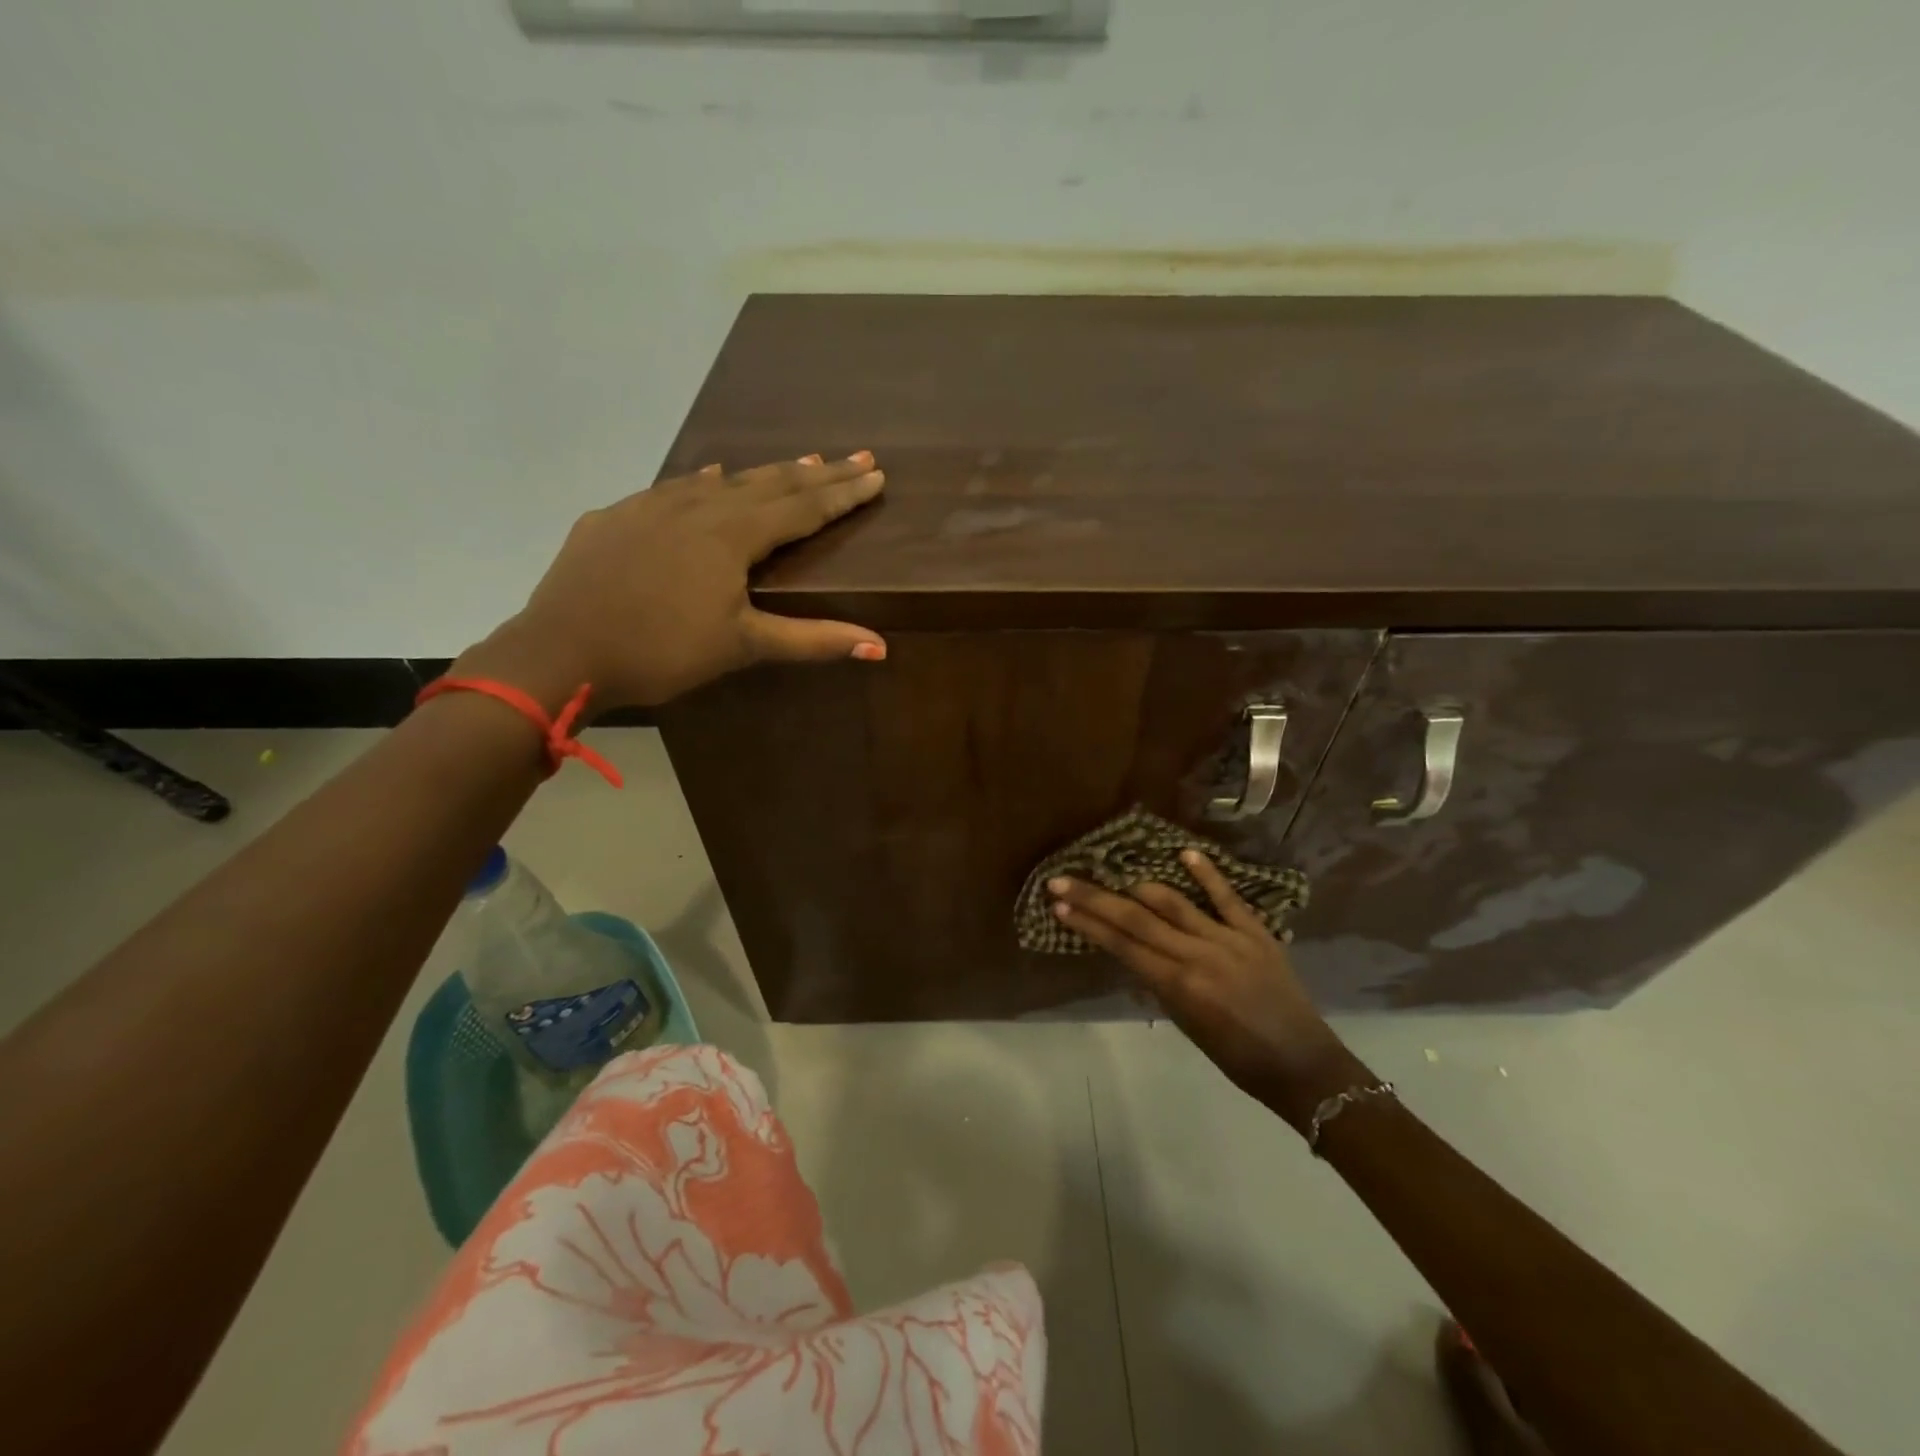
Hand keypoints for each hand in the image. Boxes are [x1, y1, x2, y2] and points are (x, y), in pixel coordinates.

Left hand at [457, 453, 887, 710]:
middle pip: (769, 484)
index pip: (803, 507)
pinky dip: (703, 482)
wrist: (560, 650)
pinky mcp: (616, 517)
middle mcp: (698, 507)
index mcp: (732, 535)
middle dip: (818, 472)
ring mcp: (652, 506)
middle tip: (856, 456)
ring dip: (766, 473)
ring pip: (723, 481)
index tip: (877, 475)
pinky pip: (673, 489)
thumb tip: (881, 647)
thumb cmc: (662, 651)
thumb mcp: (743, 647)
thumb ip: (813, 640)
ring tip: (801, 461)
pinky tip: (707, 476)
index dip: (843, 494)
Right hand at [1048, 851, 1364, 1130]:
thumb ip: (1160, 986)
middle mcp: (1197, 955)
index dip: (1087, 924)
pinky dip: (1206, 874)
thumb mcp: (1187, 1026)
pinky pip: (1227, 898)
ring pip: (1173, 902)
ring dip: (1137, 886)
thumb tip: (1134, 954)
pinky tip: (1185, 853)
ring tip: (1111, 874)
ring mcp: (1228, 939)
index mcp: (1178, 985)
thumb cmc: (1238, 1059)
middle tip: (1063, 882)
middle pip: (1136, 918)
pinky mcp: (1256, 932)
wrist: (1303, 1066)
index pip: (1121, 945)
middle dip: (1095, 899)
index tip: (1059, 906)